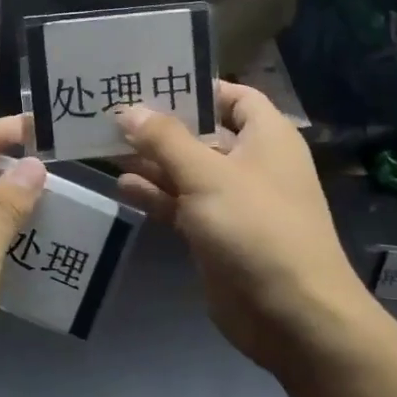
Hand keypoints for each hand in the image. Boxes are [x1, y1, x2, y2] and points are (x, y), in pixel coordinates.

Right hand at [116, 82, 372, 375]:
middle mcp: (251, 163)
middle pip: (202, 133)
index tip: (149, 81)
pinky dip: (156, 195)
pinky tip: (123, 186)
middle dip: (160, 125)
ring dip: (152, 161)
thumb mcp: (207, 175)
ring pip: (187, 170)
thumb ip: (165, 139)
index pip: (232, 95)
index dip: (196, 86)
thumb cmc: (256, 228)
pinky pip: (182, 204)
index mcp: (266, 137)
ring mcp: (233, 201)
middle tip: (111, 112)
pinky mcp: (216, 234)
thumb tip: (128, 109)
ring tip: (105, 146)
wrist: (292, 316)